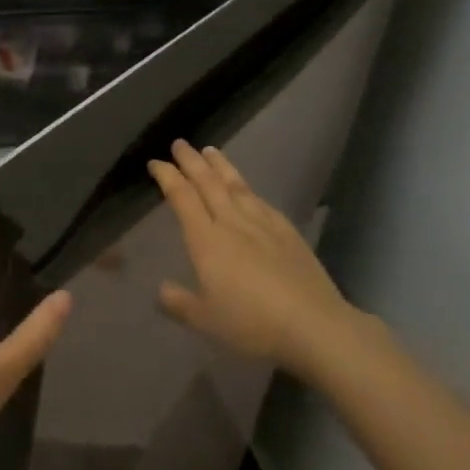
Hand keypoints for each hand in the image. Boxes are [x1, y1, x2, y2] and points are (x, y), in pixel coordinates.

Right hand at [148, 140, 357, 372]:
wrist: (314, 326)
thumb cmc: (252, 324)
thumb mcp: (205, 320)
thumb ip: (179, 302)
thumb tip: (160, 289)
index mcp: (206, 240)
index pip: (182, 197)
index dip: (167, 177)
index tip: (155, 163)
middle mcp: (232, 223)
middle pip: (208, 183)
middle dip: (191, 161)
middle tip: (180, 143)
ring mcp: (262, 224)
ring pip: (236, 186)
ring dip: (220, 166)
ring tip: (210, 151)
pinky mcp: (287, 232)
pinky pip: (261, 201)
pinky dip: (248, 188)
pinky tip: (247, 188)